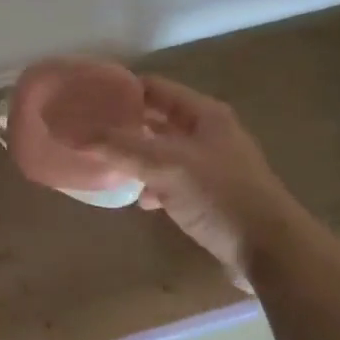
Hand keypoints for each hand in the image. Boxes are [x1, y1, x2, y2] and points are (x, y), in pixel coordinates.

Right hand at [93, 77, 306, 277]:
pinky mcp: (209, 195)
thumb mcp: (166, 165)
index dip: (119, 89)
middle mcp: (207, 133)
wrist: (270, 251)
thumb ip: (118, 147)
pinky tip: (137, 198)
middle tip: (84, 130)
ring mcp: (210, 165)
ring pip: (161, 151)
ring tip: (100, 162)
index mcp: (204, 114)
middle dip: (123, 124)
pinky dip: (151, 184)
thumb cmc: (221, 196)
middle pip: (156, 119)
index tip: (84, 97)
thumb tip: (69, 132)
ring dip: (134, 156)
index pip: (154, 88)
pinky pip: (170, 180)